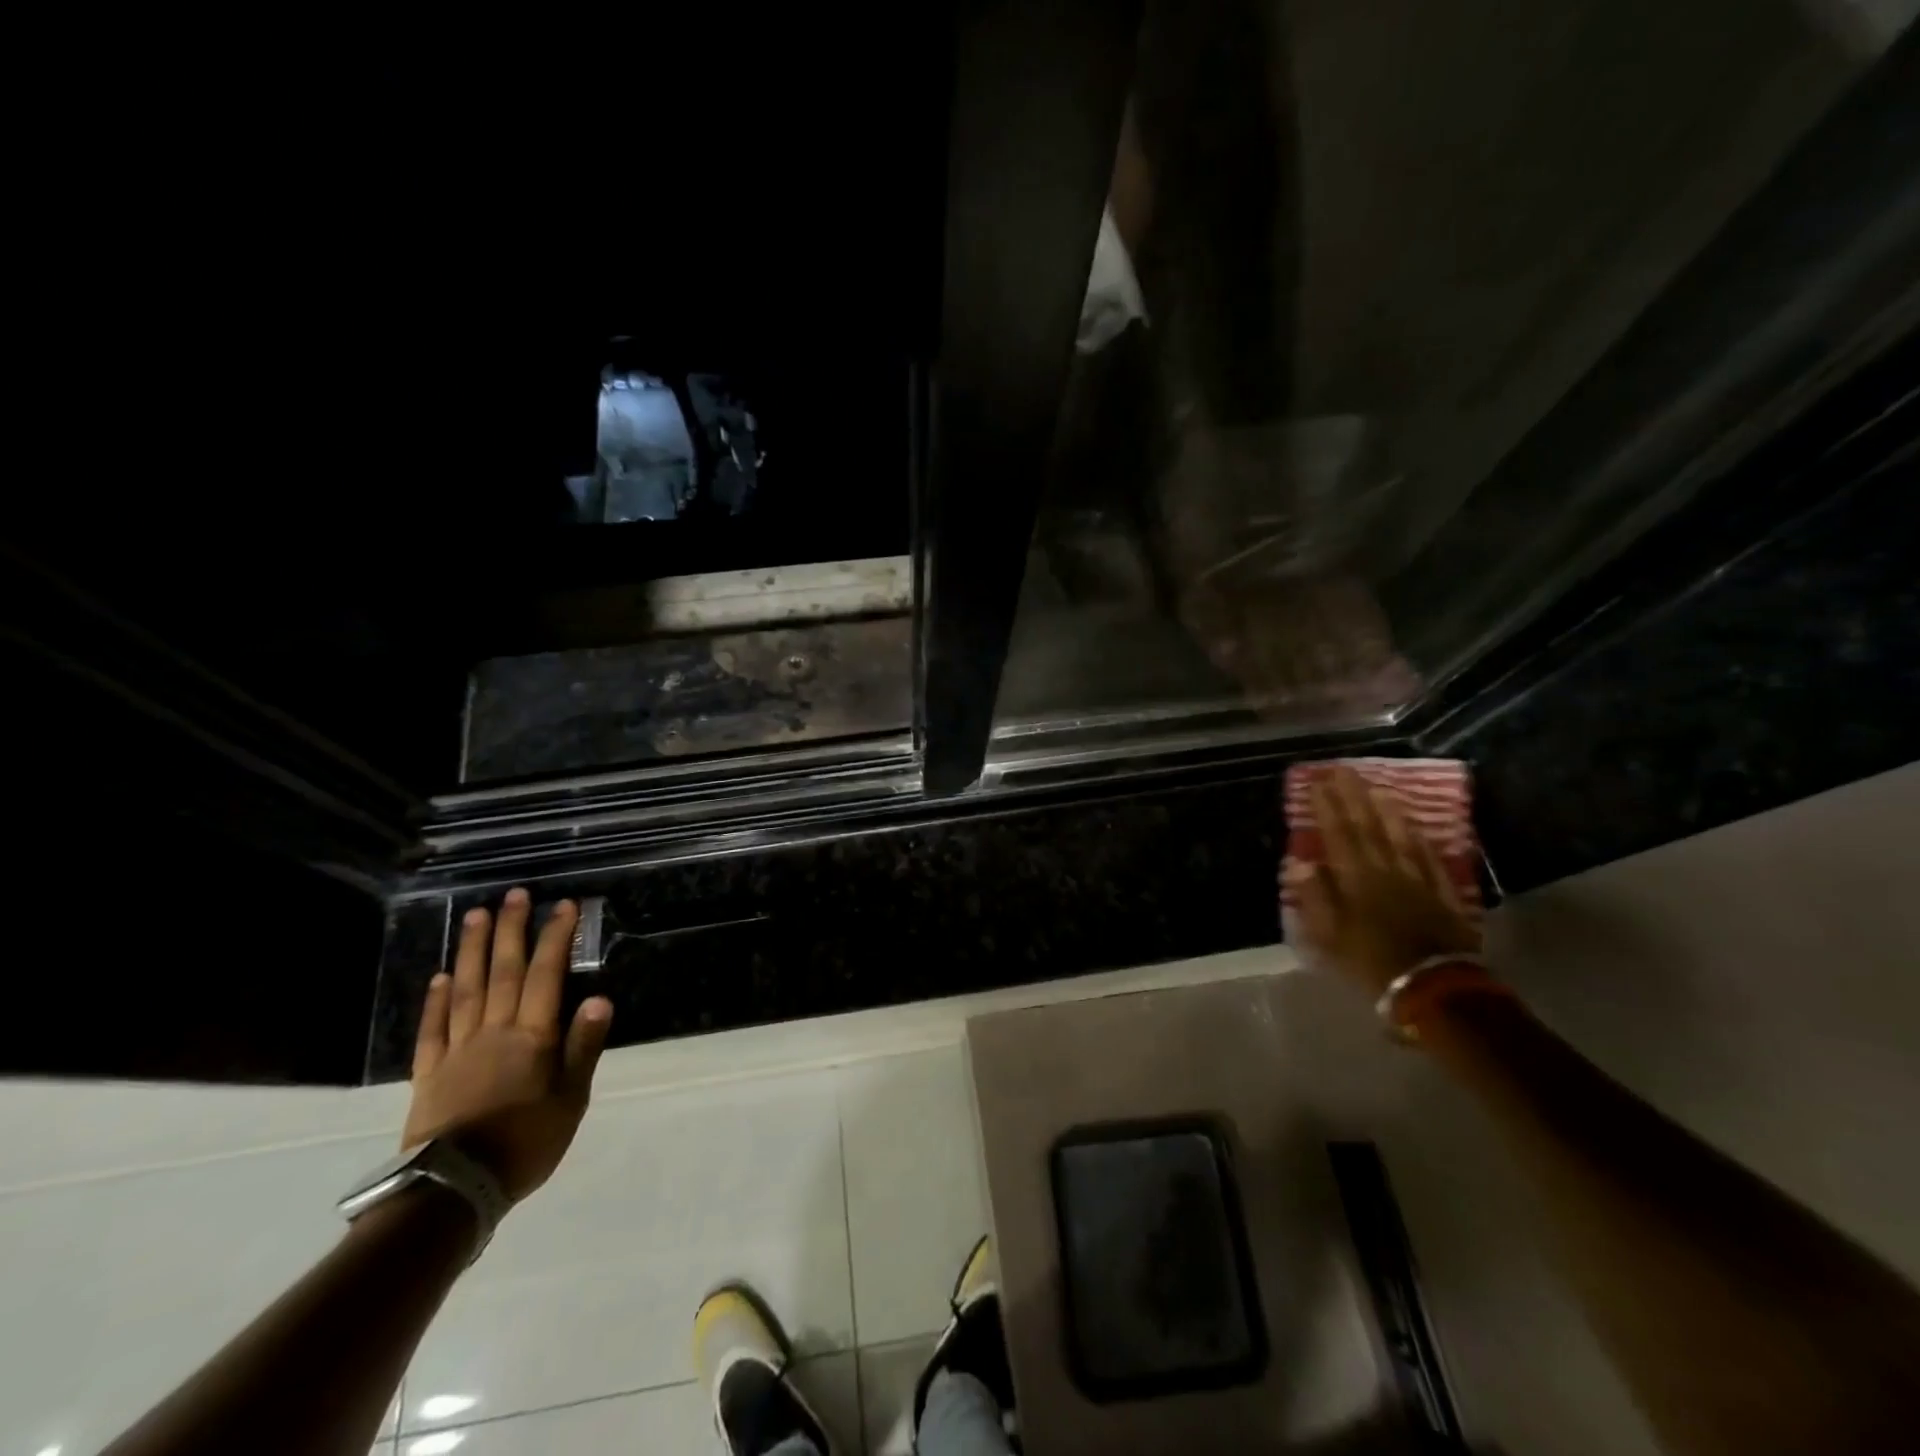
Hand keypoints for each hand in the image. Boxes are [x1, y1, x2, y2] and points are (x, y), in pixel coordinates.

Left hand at [403, 889, 612, 1203]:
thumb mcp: (571, 1099)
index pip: (545, 975)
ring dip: (472, 951)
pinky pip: (432, 1029)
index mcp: (532, 1037)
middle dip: (511, 930)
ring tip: (476, 917)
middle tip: (514, 895)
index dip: (555, 938)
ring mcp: (457, 1050)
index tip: (563, 906)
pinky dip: (436, 1000)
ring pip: (466, 990)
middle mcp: (494, 1032)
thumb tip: (599, 997)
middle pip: (503, 972)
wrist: (453, 1190)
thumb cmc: (526, 1143)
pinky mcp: (429, 1073)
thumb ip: (583, 1047)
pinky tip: (441, 976)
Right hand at [1287, 765, 1480, 995]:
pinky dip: (1420, 840)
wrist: (1434, 989)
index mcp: (1355, 878)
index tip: (1315, 779)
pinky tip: (1417, 827)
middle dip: (1353, 796)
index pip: (1337, 833)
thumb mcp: (1329, 936)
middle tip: (1343, 769)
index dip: (1325, 805)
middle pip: (1368, 827)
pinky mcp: (1442, 895)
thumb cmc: (1371, 963)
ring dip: (1387, 810)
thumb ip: (1314, 896)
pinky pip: (1430, 859)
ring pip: (1400, 837)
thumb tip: (1298, 861)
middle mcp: (1386, 870)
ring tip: (1377, 787)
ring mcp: (1417, 880)